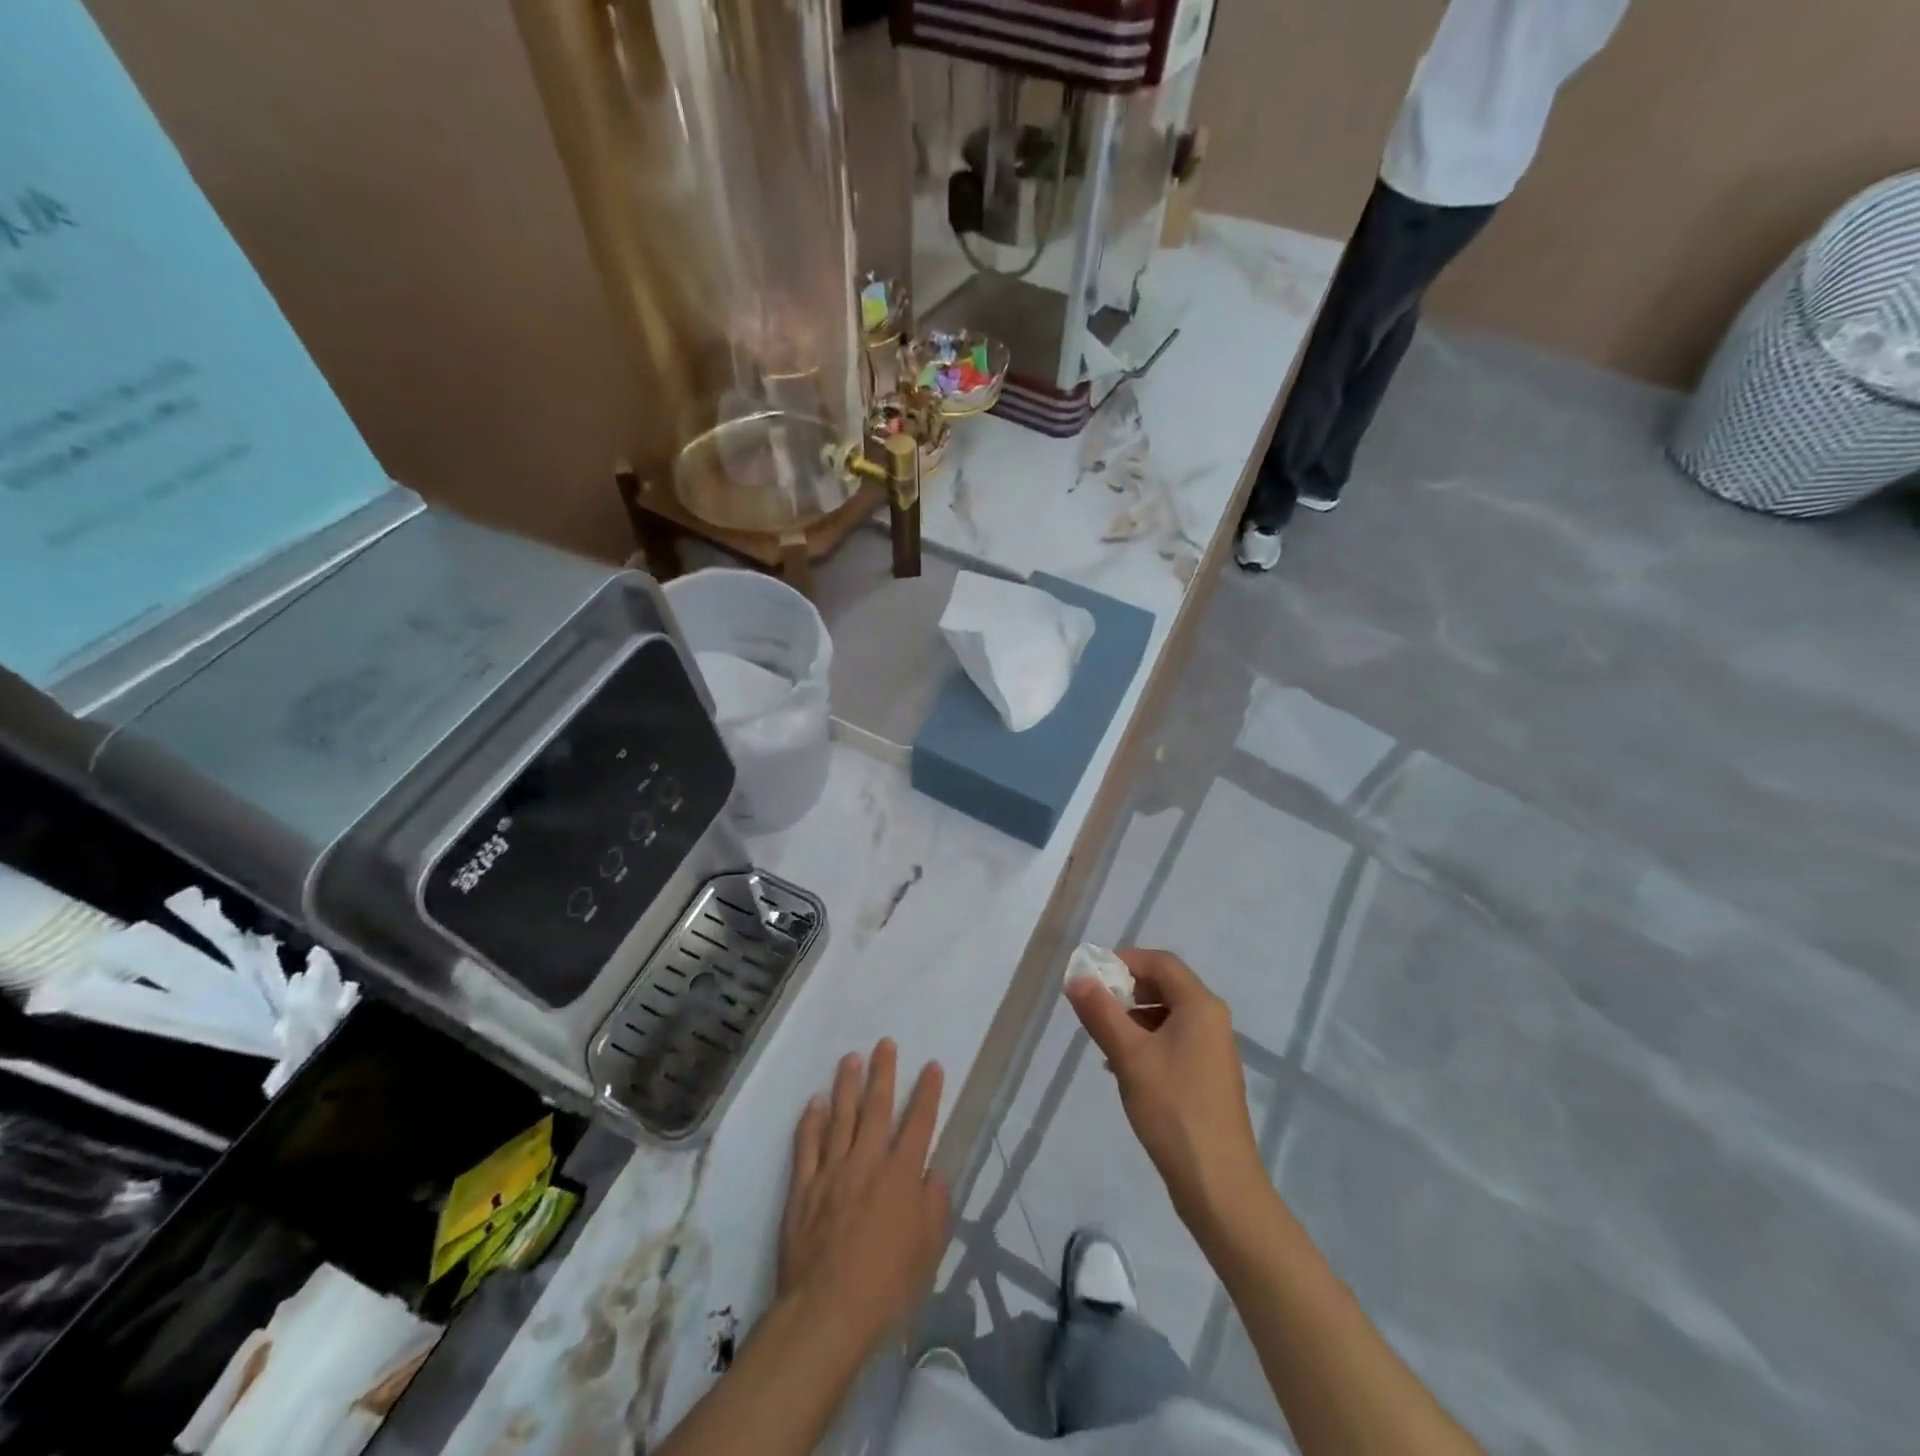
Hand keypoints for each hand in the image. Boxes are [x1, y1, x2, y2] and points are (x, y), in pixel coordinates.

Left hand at [778, 1041, 950, 1358]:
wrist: (826, 1312)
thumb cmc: (886, 1287)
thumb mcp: (928, 1251)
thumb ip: (935, 1206)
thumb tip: (935, 1172)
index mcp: (901, 1176)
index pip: (919, 1123)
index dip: (928, 1092)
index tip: (932, 1066)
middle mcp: (867, 1162)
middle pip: (877, 1107)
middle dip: (883, 1072)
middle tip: (885, 1044)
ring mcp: (832, 1171)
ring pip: (840, 1116)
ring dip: (846, 1085)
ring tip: (850, 1058)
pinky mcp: (803, 1186)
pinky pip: (807, 1144)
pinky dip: (811, 1120)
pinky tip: (814, 1102)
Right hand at [1066, 949, 1267, 1234]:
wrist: (1218, 1185)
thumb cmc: (1173, 1109)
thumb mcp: (1129, 1056)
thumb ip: (1101, 1012)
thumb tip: (1077, 977)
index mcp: (1200, 1006)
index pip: (1160, 962)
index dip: (1124, 960)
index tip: (1091, 976)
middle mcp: (1212, 1020)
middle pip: (1165, 986)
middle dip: (1126, 990)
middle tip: (1092, 1006)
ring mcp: (1213, 1050)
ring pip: (1167, 1016)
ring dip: (1132, 1019)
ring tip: (1102, 1039)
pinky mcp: (1208, 1077)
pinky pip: (1173, 1041)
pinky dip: (1146, 1042)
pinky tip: (1121, 1067)